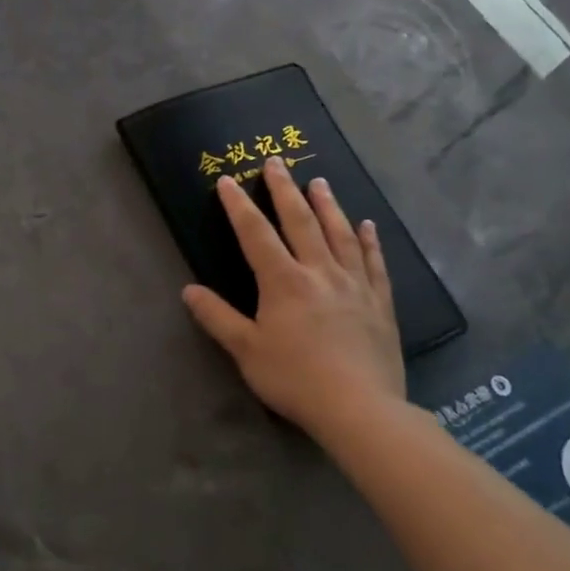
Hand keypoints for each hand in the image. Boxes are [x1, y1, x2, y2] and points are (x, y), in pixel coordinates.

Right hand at [181, 155, 406, 448]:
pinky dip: (368, 241)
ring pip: (339, 234)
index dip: (238, 206)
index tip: (227, 181)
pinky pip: (374, 263)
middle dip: (285, 190)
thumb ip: (217, 317)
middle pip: (301, 221)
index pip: (256, 234)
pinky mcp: (380, 303)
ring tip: (319, 182)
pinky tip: (366, 225)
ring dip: (327, 205)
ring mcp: (354, 285)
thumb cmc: (295, 378)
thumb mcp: (245, 350)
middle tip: (278, 162)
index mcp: (283, 282)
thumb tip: (189, 290)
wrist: (360, 408)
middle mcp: (319, 272)